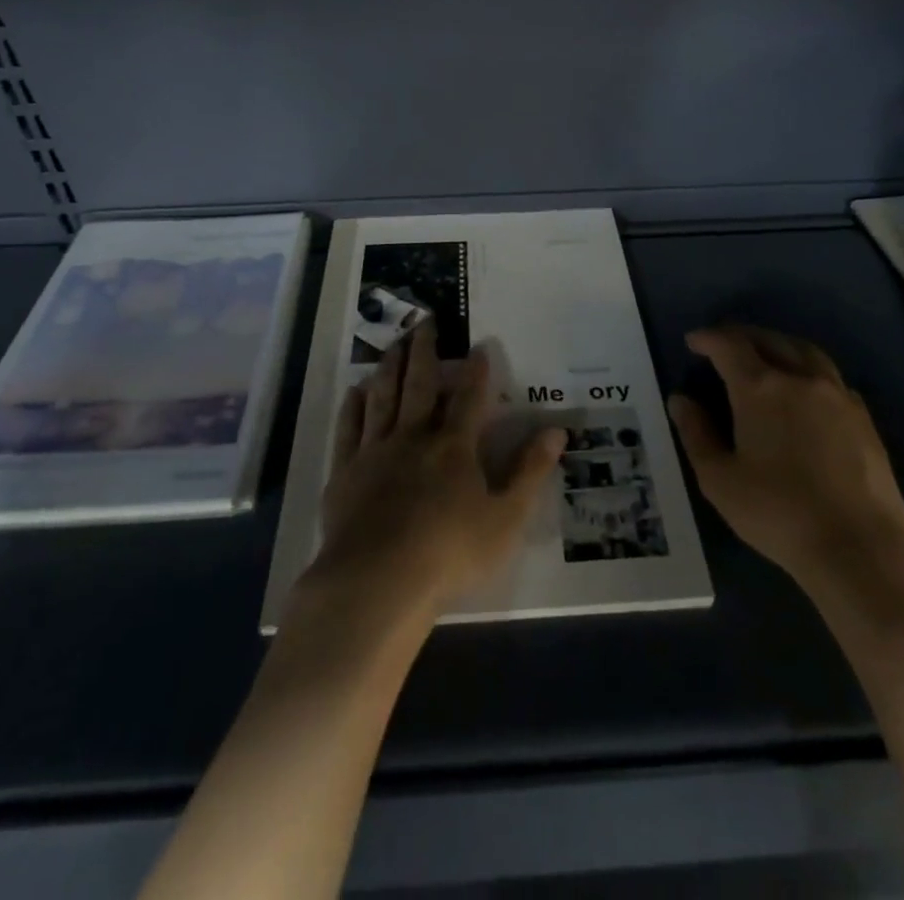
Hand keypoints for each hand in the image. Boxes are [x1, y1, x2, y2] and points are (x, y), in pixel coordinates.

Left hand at [301, 320, 565, 623]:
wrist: (377, 581)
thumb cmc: (450, 553)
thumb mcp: (506, 518)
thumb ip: (530, 472)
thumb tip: (557, 431)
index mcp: (454, 447)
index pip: (469, 398)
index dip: (476, 371)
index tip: (478, 345)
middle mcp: (414, 437)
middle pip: (419, 384)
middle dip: (424, 350)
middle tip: (425, 321)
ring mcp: (375, 451)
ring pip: (383, 397)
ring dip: (389, 367)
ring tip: (394, 343)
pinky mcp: (345, 471)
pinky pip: (350, 428)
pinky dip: (353, 406)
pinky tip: (356, 390)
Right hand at [670, 325, 903, 623]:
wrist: (862, 548)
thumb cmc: (779, 513)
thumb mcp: (720, 480)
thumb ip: (696, 434)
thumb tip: (680, 400)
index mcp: (760, 388)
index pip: (729, 346)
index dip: (708, 338)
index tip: (693, 341)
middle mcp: (800, 379)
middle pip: (768, 340)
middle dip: (741, 336)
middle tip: (723, 344)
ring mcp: (837, 395)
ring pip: (805, 351)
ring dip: (778, 344)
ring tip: (764, 353)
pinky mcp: (863, 417)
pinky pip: (830, 376)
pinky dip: (808, 369)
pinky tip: (804, 388)